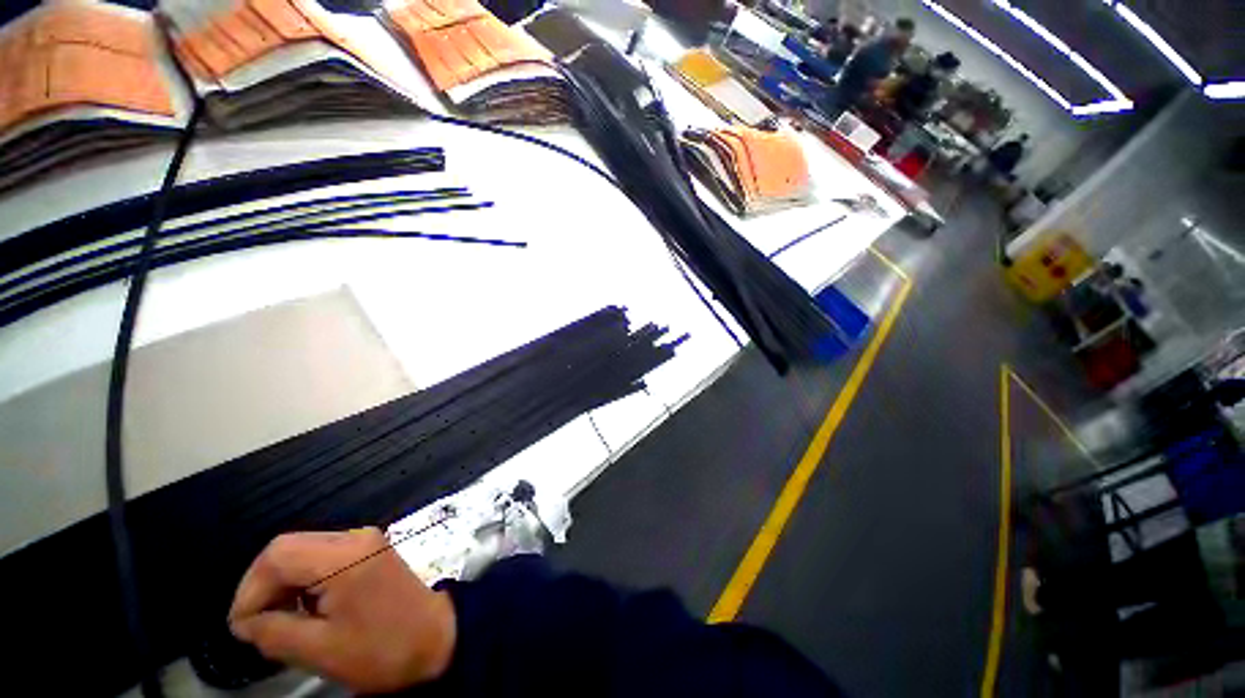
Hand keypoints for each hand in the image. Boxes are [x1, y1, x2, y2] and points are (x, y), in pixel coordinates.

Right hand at [228, 528, 455, 693]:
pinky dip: (304, 580)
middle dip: (264, 586)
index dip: (249, 589)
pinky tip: (305, 609)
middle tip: (256, 624)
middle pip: (289, 548)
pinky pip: (323, 557)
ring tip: (279, 621)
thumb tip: (244, 621)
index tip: (241, 626)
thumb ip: (273, 632)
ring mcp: (366, 541)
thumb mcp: (319, 650)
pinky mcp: (370, 551)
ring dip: (283, 584)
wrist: (436, 639)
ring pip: (304, 551)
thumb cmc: (382, 650)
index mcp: (344, 556)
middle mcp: (355, 537)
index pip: (277, 555)